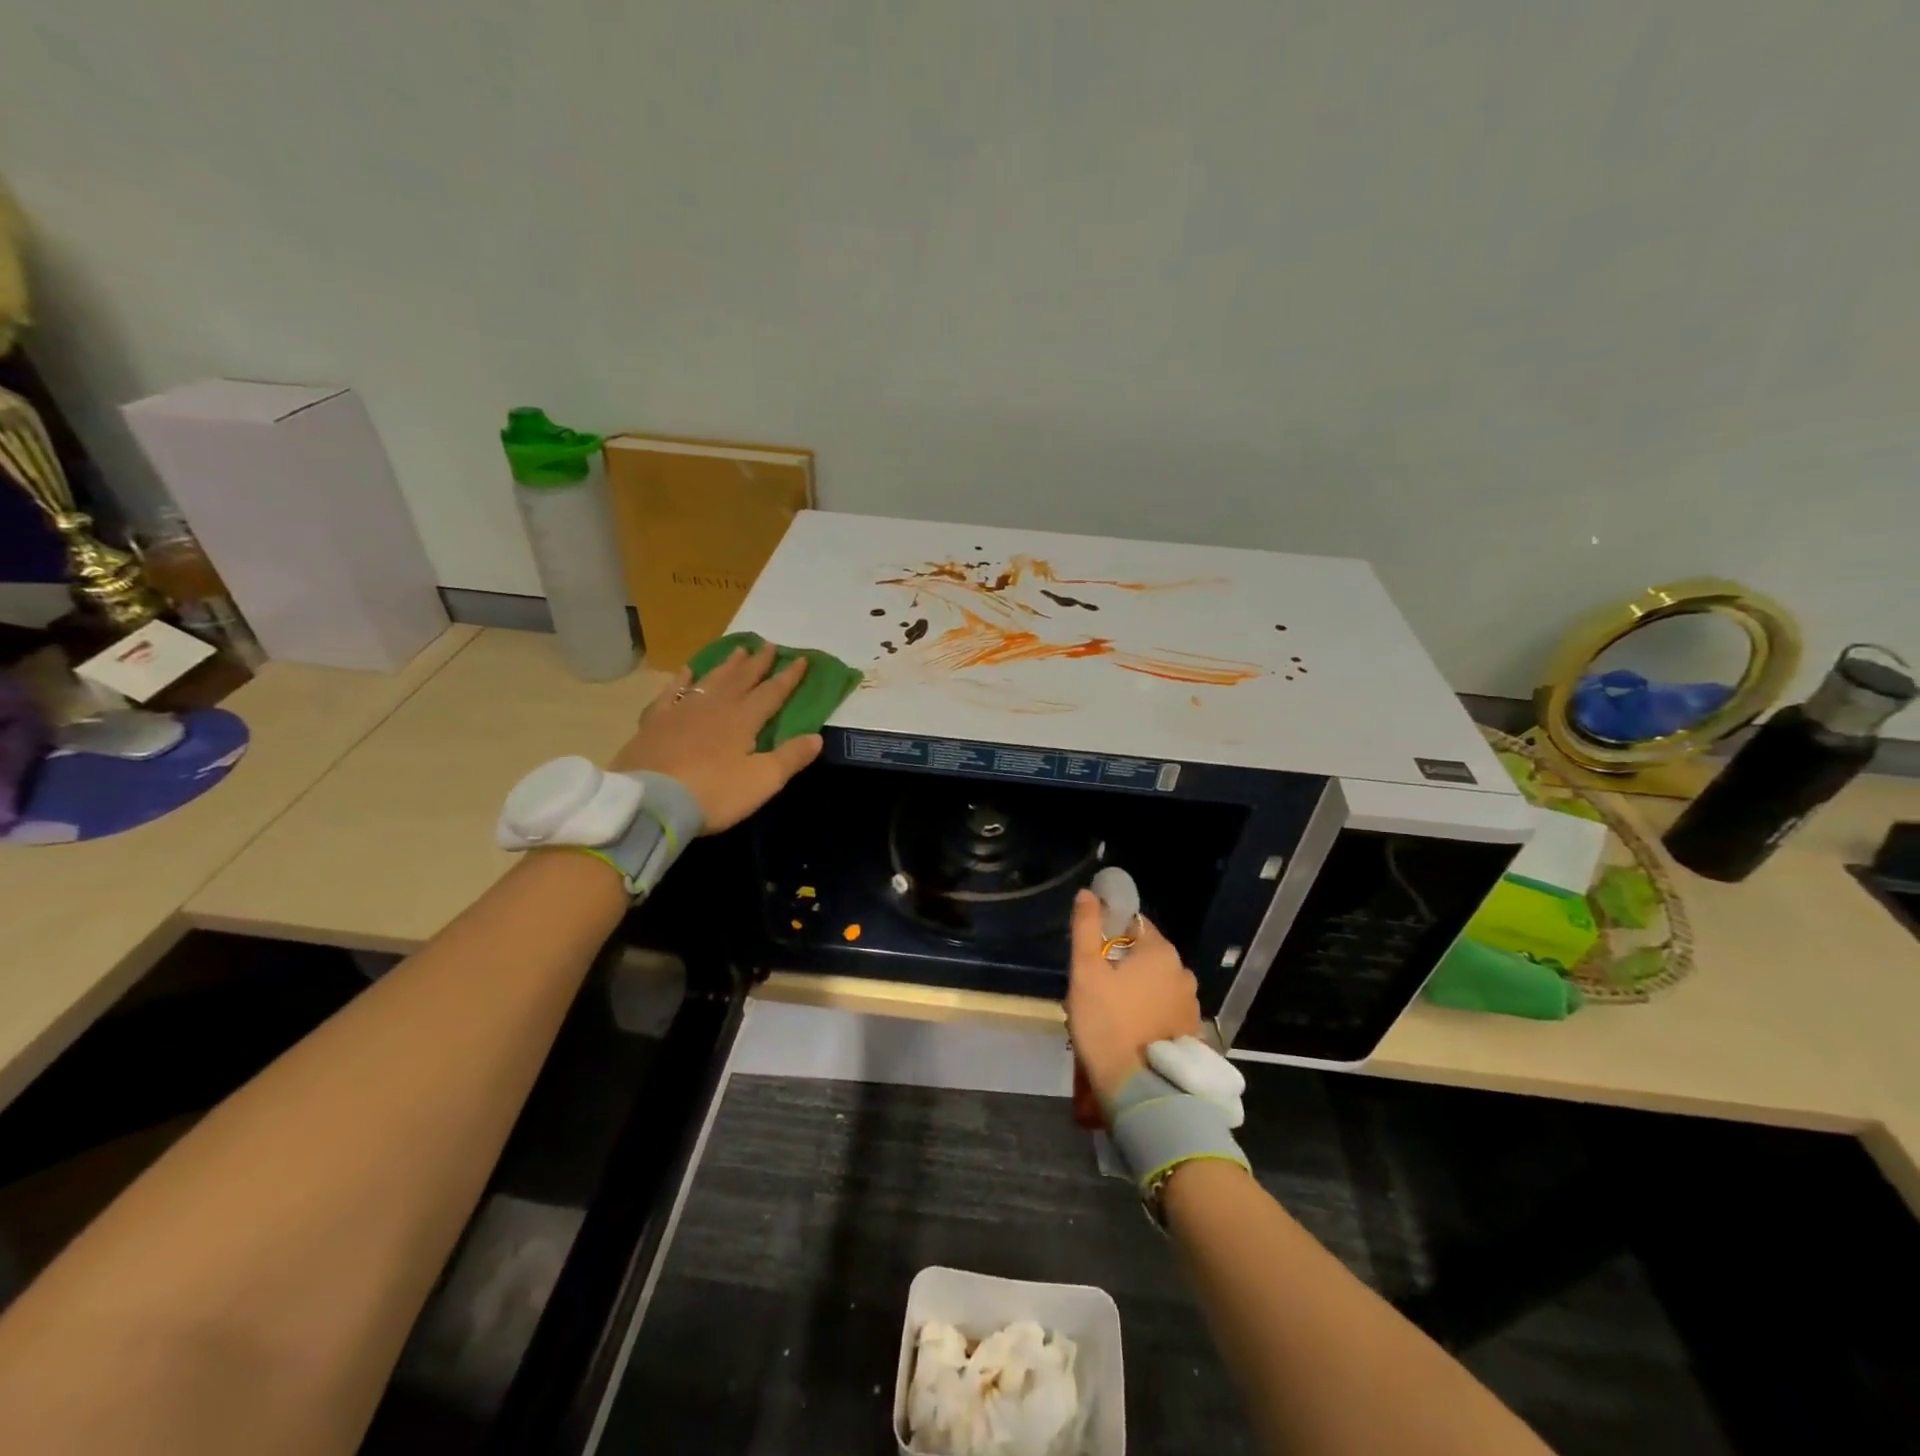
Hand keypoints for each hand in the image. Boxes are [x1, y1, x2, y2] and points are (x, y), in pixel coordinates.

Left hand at [608, 643, 822, 832]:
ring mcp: (682, 711)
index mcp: (744, 720)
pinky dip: (682, 680)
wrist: (650, 801)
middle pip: (742, 679)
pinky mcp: (656, 722)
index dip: (789, 676)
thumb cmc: (713, 793)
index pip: (772, 693)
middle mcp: (716, 707)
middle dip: (758, 663)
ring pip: (711, 681)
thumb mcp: (762, 781)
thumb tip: (817, 737)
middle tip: (769, 645)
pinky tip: (687, 672)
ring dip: (727, 665)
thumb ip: (790, 757)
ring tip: (739, 650)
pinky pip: (672, 693)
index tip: (802, 659)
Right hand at [1066, 888, 1200, 1105]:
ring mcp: (1190, 1003)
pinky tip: (1130, 1031)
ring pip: (1155, 983)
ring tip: (1110, 1013)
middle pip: (1145, 954)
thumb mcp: (1085, 971)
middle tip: (1094, 987)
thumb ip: (1087, 927)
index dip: (1110, 932)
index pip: (1134, 923)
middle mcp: (1182, 972)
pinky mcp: (1191, 1031)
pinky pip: (1164, 1008)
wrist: (1137, 1087)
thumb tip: (1088, 893)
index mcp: (1160, 951)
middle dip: (1121, 964)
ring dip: (1136, 989)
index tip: (1092, 954)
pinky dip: (1149, 1012)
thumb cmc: (1106, 1022)